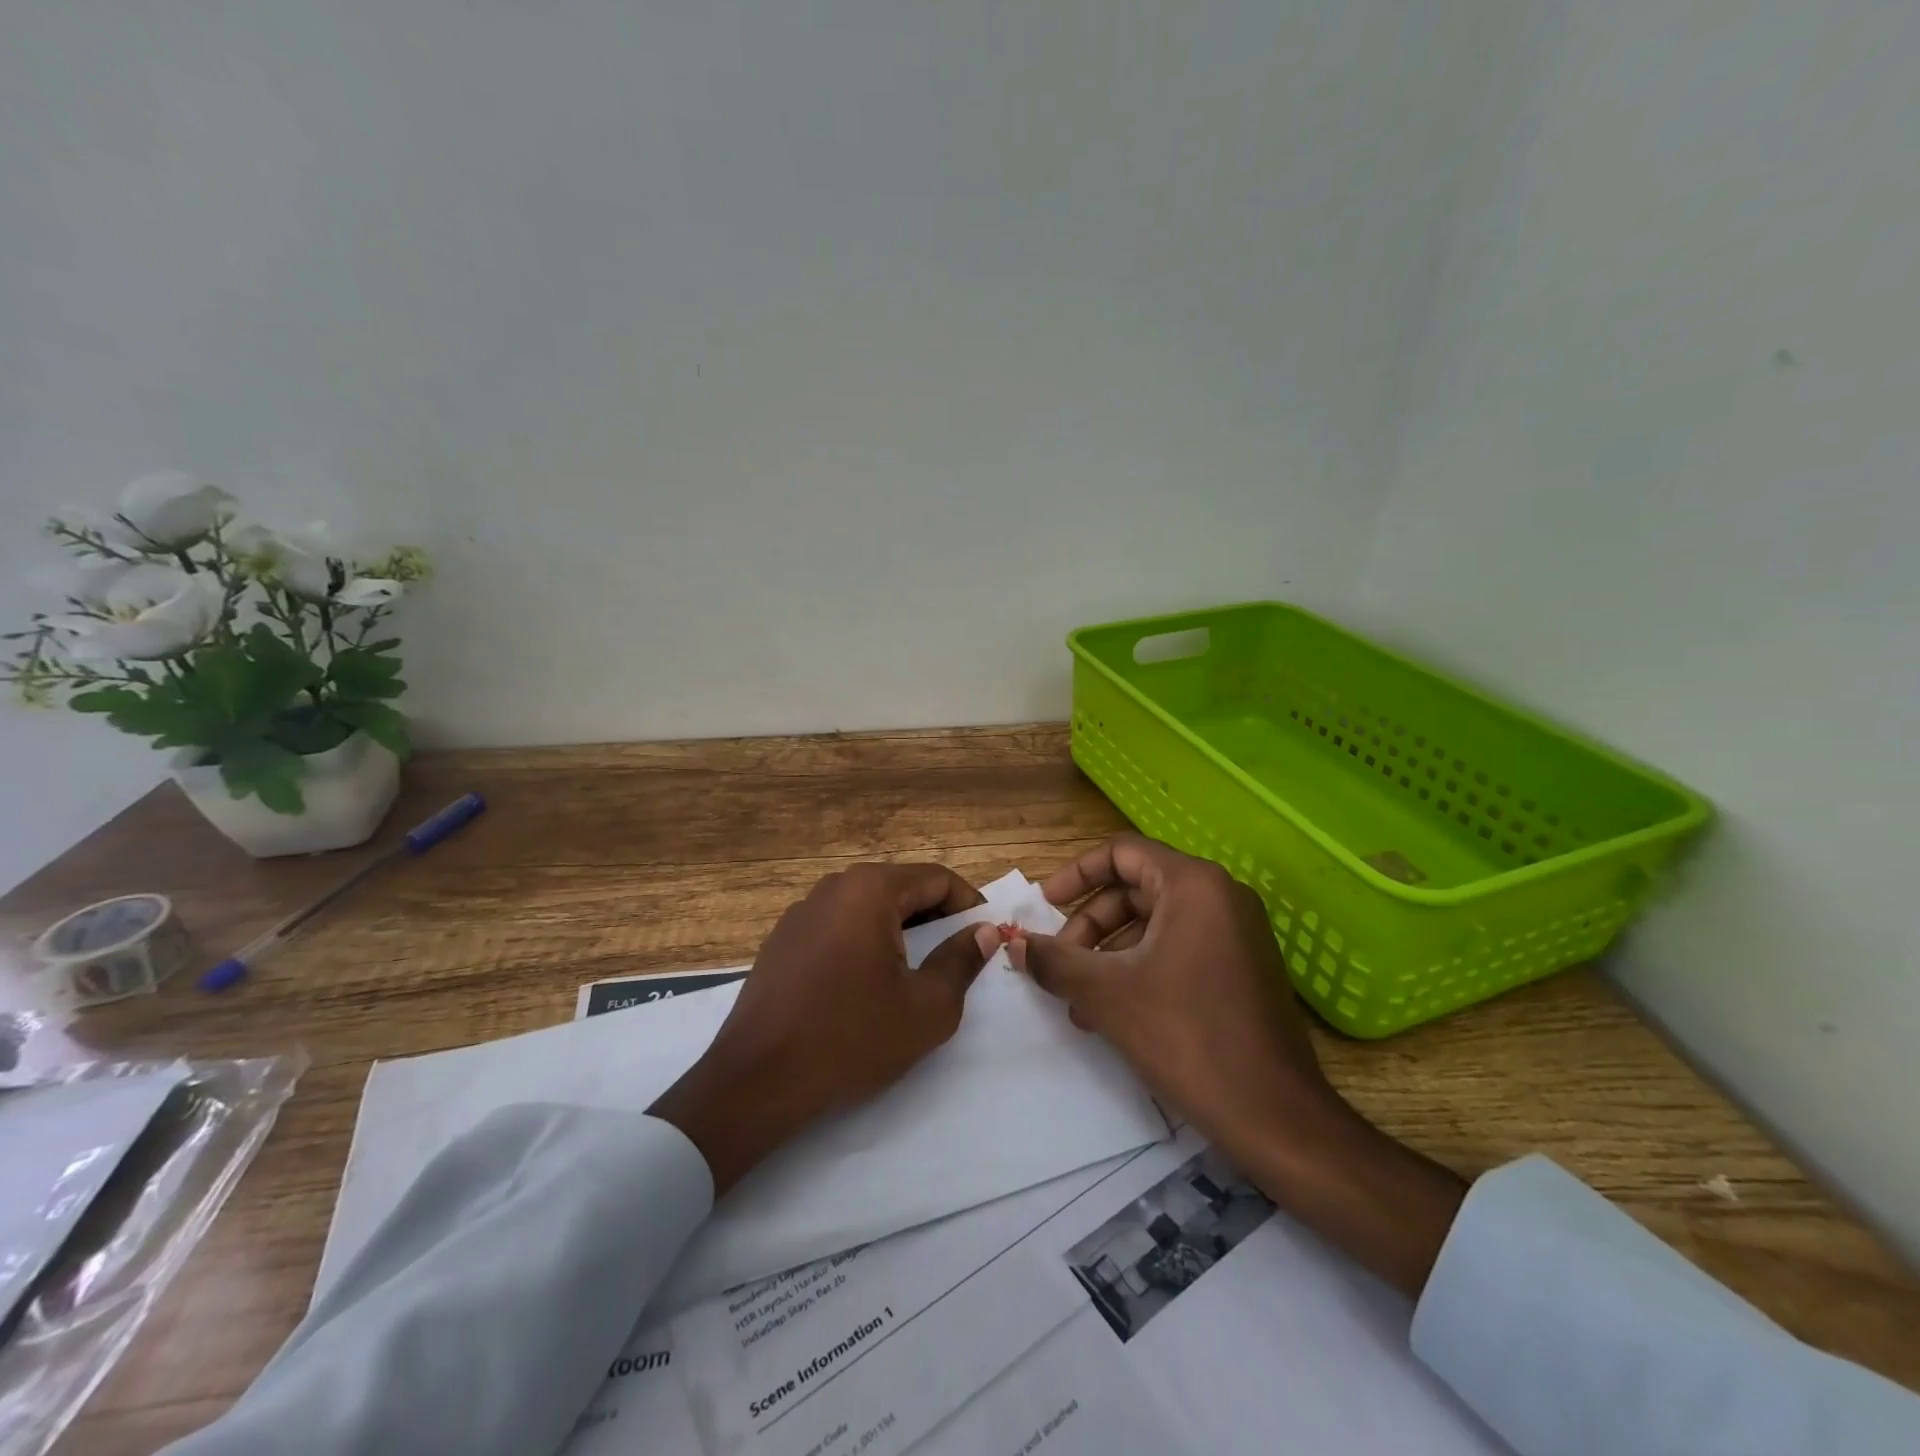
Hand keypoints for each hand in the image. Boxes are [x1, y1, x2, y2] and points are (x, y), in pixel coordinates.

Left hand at [650, 863, 997, 1195]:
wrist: (757, 1080)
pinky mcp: (781, 940)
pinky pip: (837, 927)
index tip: (986, 935)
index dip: (968, 904)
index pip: (936, 879)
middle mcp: (833, 887)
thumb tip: (983, 931)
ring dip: (899, 931)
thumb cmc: (852, 1037)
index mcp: (870, 890)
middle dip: (935, 917)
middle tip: (957, 956)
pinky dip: (863, 943)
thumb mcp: (927, 1007)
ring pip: (867, 908)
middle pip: (900, 888)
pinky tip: (865, 985)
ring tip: (914, 972)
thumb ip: (962, 960)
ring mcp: (801, 912)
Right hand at [1011, 834, 1466, 1298]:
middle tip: (1060, 962)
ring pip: (1154, 923)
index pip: (1122, 853)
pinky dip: (1139, 968)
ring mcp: (1236, 933)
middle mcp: (1220, 896)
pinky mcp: (1242, 967)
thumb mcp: (1107, 994)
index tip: (1045, 905)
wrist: (1276, 1116)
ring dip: (1109, 953)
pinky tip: (1111, 1013)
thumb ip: (1054, 961)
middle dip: (1089, 925)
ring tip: (1078, 1000)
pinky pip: (1178, 948)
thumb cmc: (1188, 1037)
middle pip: (1136, 889)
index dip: (1076, 874)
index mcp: (1193, 885)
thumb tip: (1012, 942)